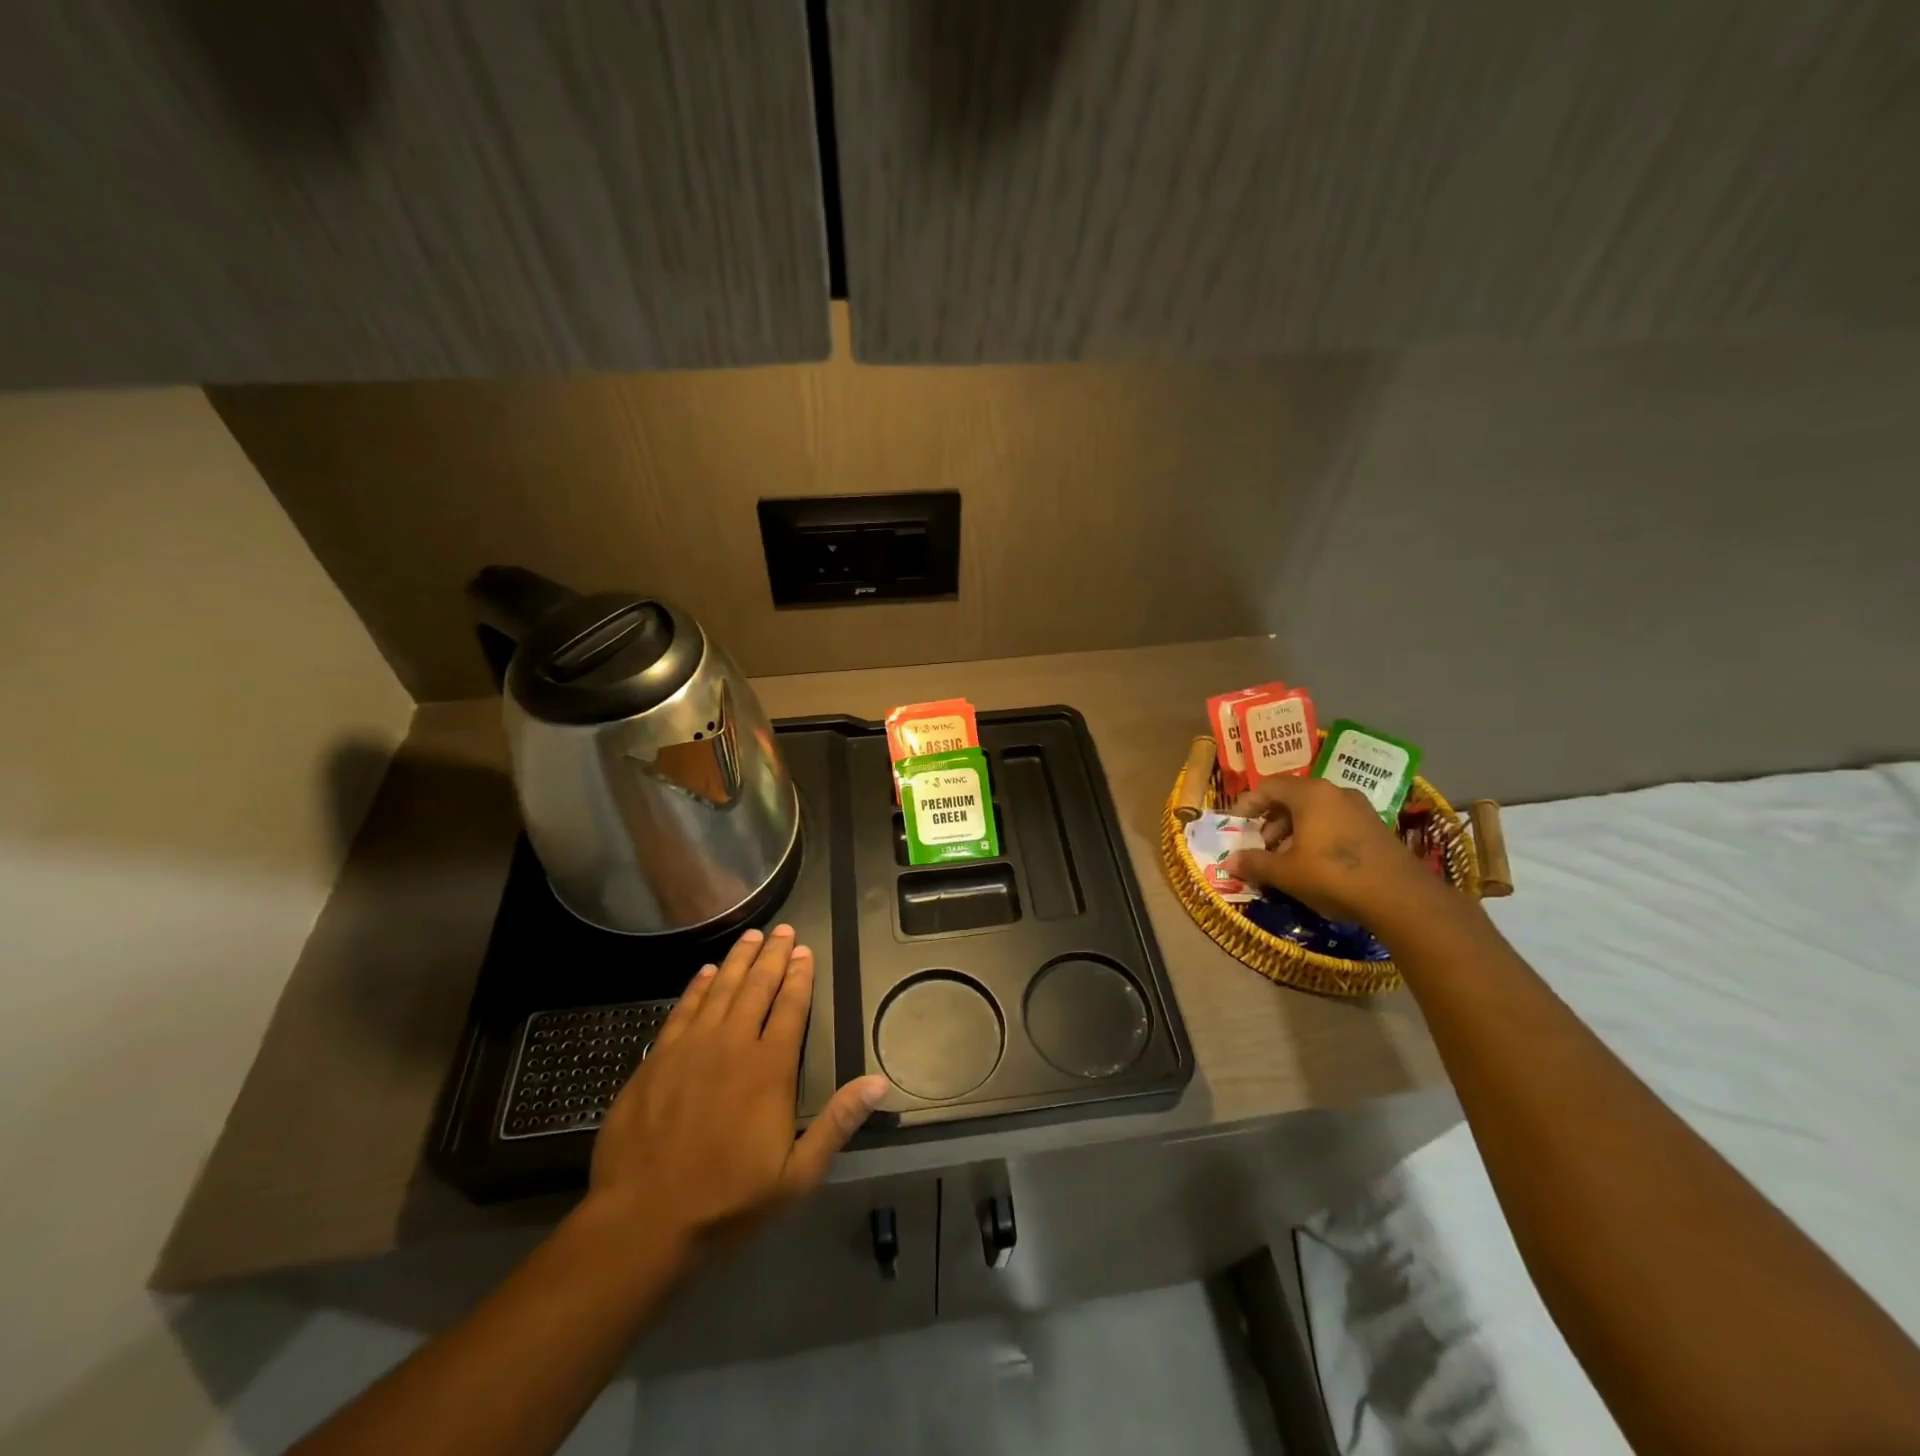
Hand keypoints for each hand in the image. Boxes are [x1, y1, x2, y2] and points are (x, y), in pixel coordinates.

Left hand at [583, 925, 888, 1264]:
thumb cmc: (727, 1201)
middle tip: (784, 930)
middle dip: (774, 956)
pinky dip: (697, 986)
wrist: (642, 1221)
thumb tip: (879, 1082)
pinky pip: (683, 1009)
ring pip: (720, 989)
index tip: (806, 951)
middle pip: (757, 987)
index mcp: (770, 1068)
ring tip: (752, 936)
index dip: (800, 976)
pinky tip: (705, 972)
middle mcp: (732, 1044)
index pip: (791, 1007)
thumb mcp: (796, 1175)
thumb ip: (837, 1123)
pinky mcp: (657, 1059)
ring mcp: (691, 1048)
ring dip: (738, 960)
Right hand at [1224, 775, 1436, 927]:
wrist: (1402, 898)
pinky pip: (1335, 822)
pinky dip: (1317, 836)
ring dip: (1293, 830)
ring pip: (1315, 811)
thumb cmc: (1334, 876)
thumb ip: (1255, 863)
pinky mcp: (1375, 828)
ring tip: (1284, 858)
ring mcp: (1360, 808)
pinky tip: (1314, 864)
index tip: (1236, 824)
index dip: (1247, 804)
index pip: (1268, 786)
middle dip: (1271, 821)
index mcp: (1310, 794)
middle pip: (1292, 797)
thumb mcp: (1286, 873)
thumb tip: (1229, 862)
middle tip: (1260, 845)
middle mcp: (1335, 792)